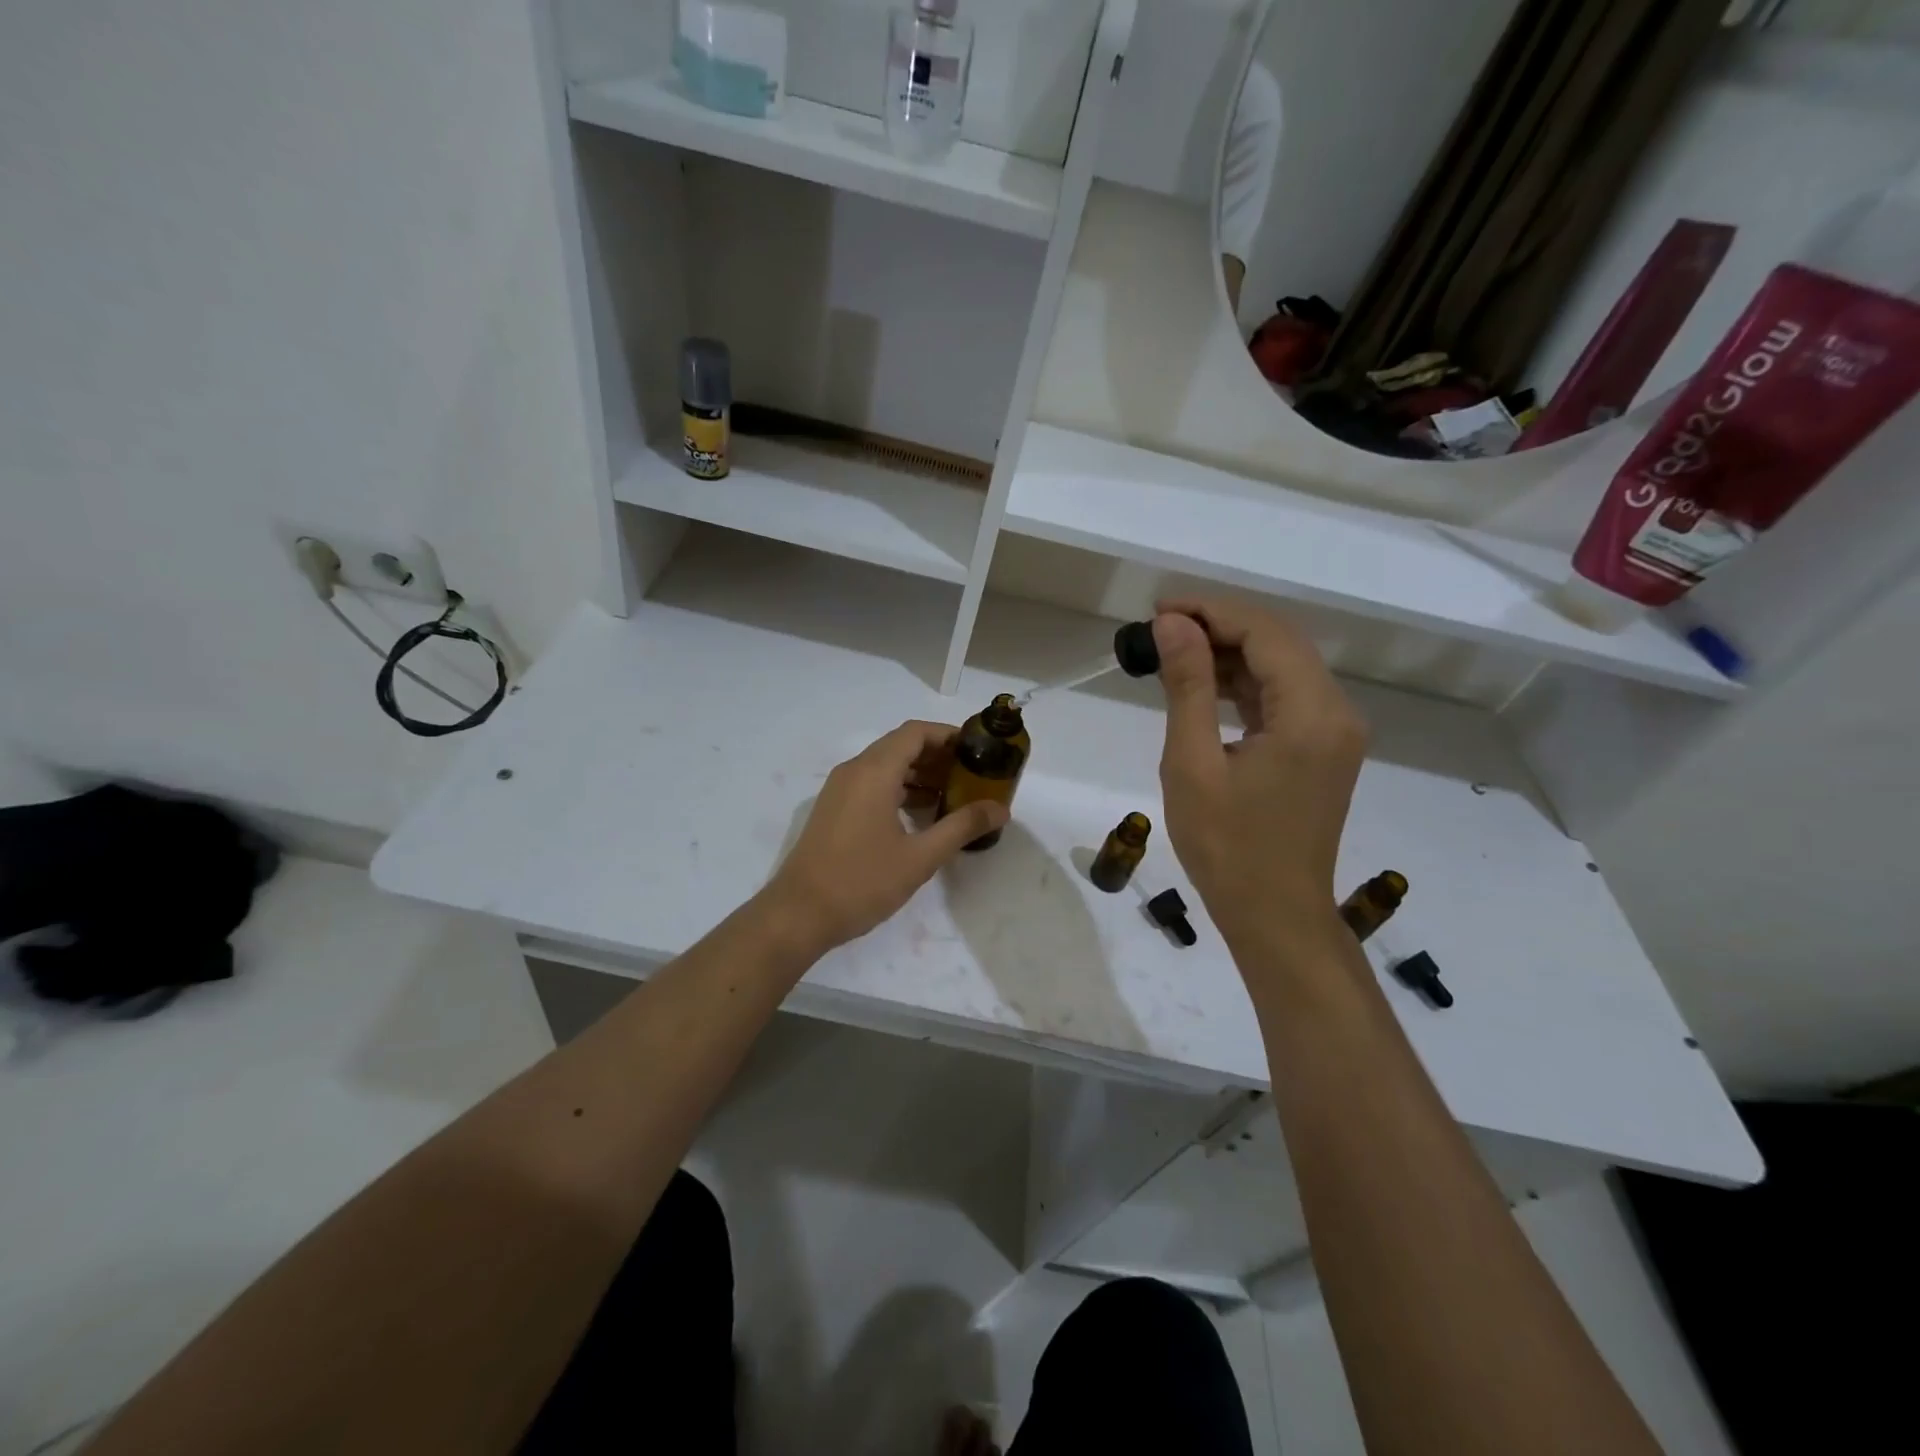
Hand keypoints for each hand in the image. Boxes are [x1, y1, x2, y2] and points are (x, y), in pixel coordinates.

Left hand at [761, 721, 1008, 956]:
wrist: (799, 914)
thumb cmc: (862, 881)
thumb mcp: (920, 857)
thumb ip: (961, 827)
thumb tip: (1000, 809)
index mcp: (874, 772)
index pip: (916, 733)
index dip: (948, 735)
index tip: (978, 749)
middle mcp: (854, 771)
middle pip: (901, 746)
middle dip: (938, 756)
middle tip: (972, 775)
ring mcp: (839, 789)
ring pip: (885, 766)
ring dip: (919, 774)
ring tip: (954, 795)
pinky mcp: (834, 809)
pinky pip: (872, 784)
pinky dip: (899, 788)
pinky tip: (921, 815)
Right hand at [1153, 598, 1366, 948]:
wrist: (1274, 915)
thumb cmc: (1227, 846)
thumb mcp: (1193, 763)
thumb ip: (1188, 686)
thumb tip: (1173, 624)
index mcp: (1312, 713)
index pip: (1265, 632)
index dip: (1211, 611)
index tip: (1158, 610)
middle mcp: (1337, 712)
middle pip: (1280, 642)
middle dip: (1220, 626)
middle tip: (1160, 628)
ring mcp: (1335, 732)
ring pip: (1283, 667)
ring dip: (1231, 653)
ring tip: (1173, 653)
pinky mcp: (1324, 749)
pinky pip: (1285, 697)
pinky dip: (1245, 684)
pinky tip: (1205, 685)